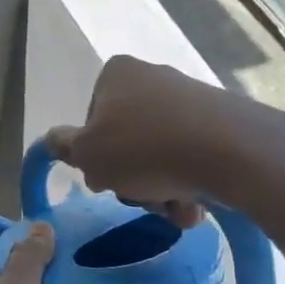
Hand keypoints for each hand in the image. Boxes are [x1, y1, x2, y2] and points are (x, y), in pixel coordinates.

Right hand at [42, 55, 236, 225]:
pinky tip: (196, 206)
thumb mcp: (87, 154)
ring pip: (160, 155)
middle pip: (127, 141)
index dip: (94, 155)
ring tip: (175, 209)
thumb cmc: (144, 148)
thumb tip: (53, 139)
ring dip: (160, 190)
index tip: (105, 178)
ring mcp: (190, 99)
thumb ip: (63, 146)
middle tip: (141, 197)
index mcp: (116, 74)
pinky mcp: (221, 121)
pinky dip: (189, 185)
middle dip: (132, 179)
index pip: (91, 121)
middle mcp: (153, 78)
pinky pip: (192, 158)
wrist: (230, 151)